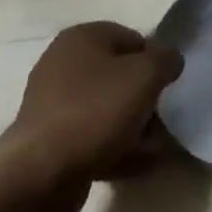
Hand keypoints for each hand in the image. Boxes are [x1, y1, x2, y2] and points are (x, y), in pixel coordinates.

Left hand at [4, 23, 182, 211]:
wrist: (41, 173)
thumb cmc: (96, 110)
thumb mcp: (145, 75)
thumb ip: (166, 59)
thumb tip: (170, 59)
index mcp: (82, 38)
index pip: (132, 38)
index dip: (154, 60)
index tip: (167, 86)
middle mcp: (63, 64)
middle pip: (119, 75)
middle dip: (144, 97)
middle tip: (161, 118)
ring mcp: (54, 103)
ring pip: (107, 108)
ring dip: (133, 126)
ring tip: (153, 147)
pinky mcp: (51, 140)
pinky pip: (93, 136)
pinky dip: (114, 147)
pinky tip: (136, 164)